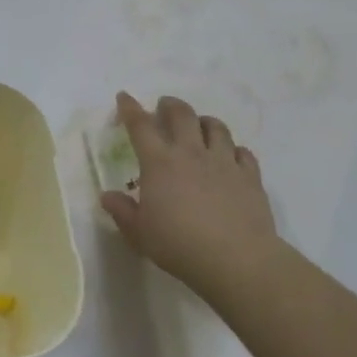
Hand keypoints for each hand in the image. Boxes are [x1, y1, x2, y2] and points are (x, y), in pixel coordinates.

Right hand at [99, 92, 283, 301]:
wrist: (236, 259)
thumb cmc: (179, 245)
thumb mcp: (140, 233)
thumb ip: (122, 211)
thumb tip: (107, 196)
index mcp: (160, 163)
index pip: (140, 126)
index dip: (130, 108)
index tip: (124, 97)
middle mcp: (191, 153)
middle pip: (182, 114)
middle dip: (170, 105)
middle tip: (164, 107)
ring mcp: (224, 162)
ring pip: (216, 127)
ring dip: (204, 121)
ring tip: (199, 125)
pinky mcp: (250, 175)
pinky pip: (242, 152)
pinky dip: (234, 150)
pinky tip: (231, 157)